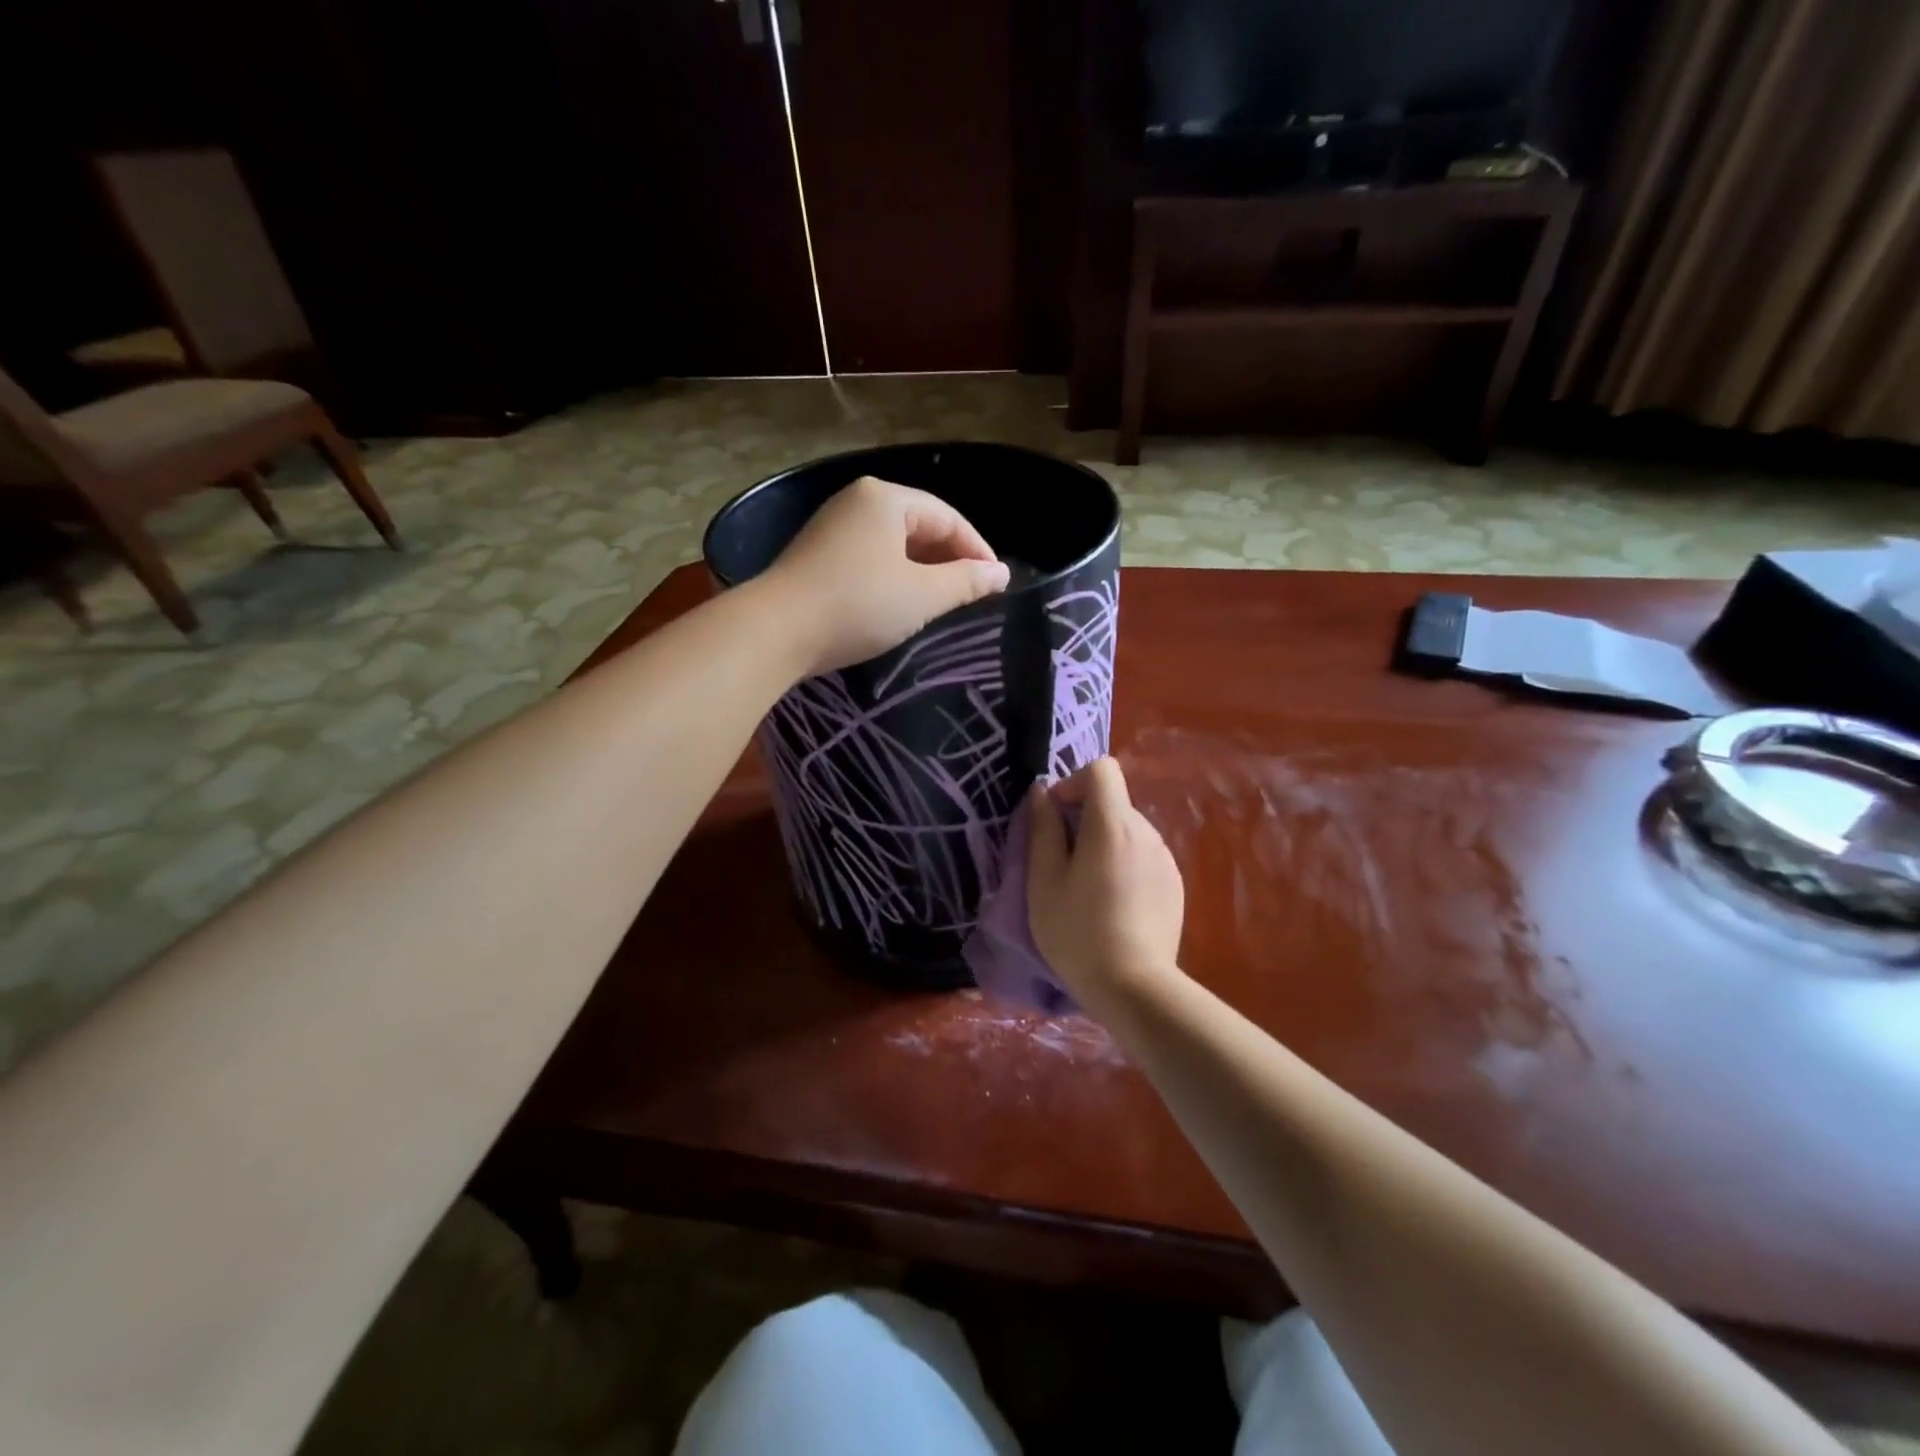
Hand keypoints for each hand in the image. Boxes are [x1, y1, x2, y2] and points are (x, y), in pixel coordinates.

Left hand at [759, 476, 1010, 675]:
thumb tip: (1001, 573)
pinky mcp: (817, 554)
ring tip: (941, 602)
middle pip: (919, 526)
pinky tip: (900, 602)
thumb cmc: (858, 605)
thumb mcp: (922, 595)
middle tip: (971, 594)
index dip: (977, 550)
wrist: (776, 631)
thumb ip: (966, 582)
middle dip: (949, 559)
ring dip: (922, 570)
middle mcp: (858, 501)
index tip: (996, 584)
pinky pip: (870, 557)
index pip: (947, 517)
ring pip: (894, 543)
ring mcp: (833, 526)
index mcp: (886, 499)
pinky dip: (894, 576)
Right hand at [1027, 758, 1184, 1015]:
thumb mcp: (1044, 880)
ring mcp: (1165, 859)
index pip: (1101, 770)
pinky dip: (1124, 865)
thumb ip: (1042, 829)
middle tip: (1061, 861)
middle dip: (1083, 819)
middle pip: (1113, 803)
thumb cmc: (1077, 930)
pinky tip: (1113, 905)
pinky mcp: (1174, 885)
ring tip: (1087, 888)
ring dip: (1104, 844)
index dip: (1073, 782)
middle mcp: (1146, 832)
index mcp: (1112, 824)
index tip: (1054, 816)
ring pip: (1128, 831)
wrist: (1133, 987)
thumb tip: (1040, 793)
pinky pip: (1143, 857)